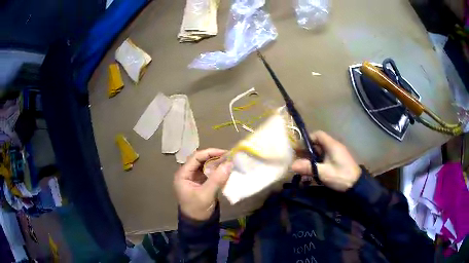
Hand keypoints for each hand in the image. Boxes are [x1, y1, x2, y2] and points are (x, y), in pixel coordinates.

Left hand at [174, 148, 232, 220]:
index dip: (209, 153)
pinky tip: (226, 169)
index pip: (195, 157)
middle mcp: (187, 174)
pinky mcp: (201, 183)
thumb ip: (217, 179)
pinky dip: (217, 170)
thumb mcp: (206, 194)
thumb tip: (229, 163)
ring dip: (216, 163)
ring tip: (229, 161)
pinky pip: (209, 172)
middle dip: (214, 157)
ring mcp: (194, 178)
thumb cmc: (198, 209)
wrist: (198, 223)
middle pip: (200, 160)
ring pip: (205, 165)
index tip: (224, 153)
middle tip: (229, 156)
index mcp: (183, 174)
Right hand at [292, 131, 360, 191]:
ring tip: (303, 166)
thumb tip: (292, 165)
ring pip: (321, 151)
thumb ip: (308, 168)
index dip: (307, 139)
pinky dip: (318, 162)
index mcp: (332, 145)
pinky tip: (313, 170)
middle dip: (308, 150)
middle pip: (318, 143)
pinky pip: (325, 157)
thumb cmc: (341, 176)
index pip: (318, 135)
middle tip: (298, 158)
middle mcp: (335, 146)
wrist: (357, 185)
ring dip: (312, 157)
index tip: (299, 148)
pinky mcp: (338, 161)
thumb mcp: (324, 173)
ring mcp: (337, 154)